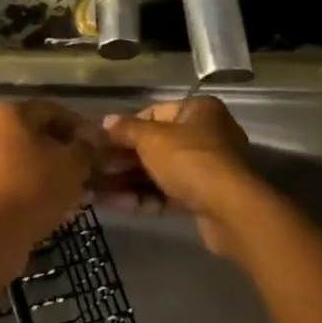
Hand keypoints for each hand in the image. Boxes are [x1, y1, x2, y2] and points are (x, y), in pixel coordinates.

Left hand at [0, 100, 95, 250]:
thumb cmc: (35, 187)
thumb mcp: (73, 164)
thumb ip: (87, 146)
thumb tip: (91, 139)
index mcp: (8, 112)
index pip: (52, 110)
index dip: (79, 126)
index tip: (96, 147)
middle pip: (33, 132)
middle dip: (61, 148)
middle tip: (84, 167)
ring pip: (19, 155)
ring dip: (45, 167)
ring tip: (69, 187)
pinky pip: (6, 175)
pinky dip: (27, 182)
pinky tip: (46, 200)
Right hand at [101, 96, 261, 257]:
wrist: (230, 211)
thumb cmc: (190, 161)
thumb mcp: (152, 139)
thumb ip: (126, 129)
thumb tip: (105, 121)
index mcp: (197, 111)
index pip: (152, 114)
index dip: (123, 128)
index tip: (99, 143)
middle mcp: (204, 135)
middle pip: (153, 145)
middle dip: (121, 159)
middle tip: (91, 169)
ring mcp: (204, 169)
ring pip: (157, 172)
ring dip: (125, 181)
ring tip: (93, 190)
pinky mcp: (201, 198)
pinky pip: (165, 193)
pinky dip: (141, 197)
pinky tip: (112, 204)